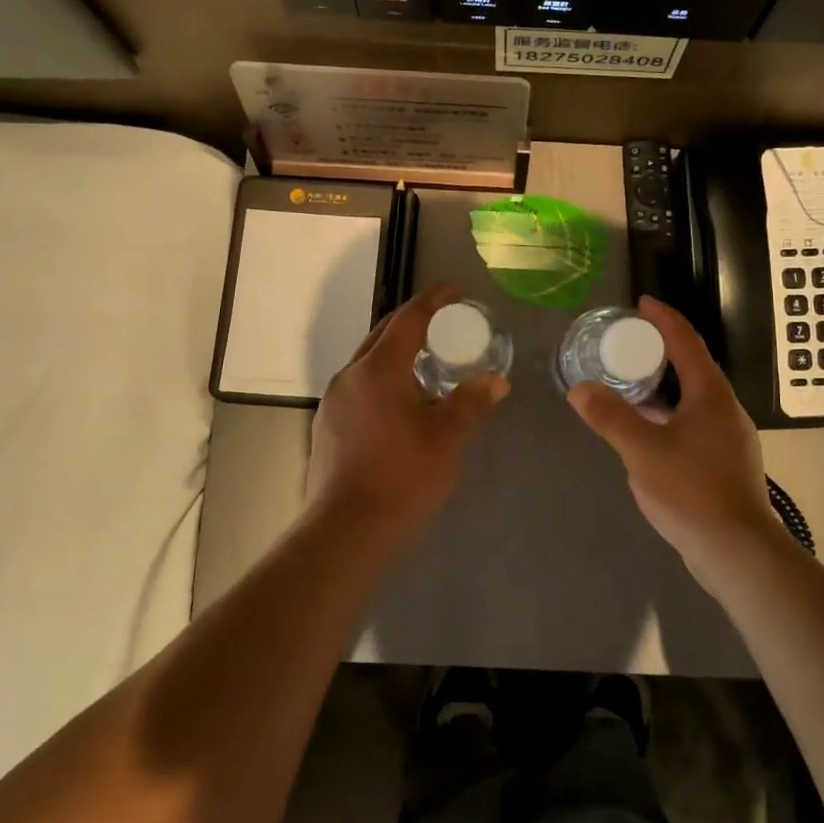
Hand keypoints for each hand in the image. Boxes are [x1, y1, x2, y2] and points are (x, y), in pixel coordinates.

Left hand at [307, 283, 509, 540]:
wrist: (345, 531)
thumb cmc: (402, 477)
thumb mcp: (446, 438)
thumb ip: (470, 403)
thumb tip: (495, 381)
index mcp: (378, 369)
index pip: (408, 319)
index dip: (433, 301)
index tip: (455, 291)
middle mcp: (350, 375)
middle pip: (384, 335)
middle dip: (415, 323)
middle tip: (446, 324)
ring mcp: (334, 400)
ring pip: (369, 362)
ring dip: (398, 353)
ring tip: (429, 363)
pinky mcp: (328, 425)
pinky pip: (361, 386)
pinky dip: (384, 379)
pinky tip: (403, 401)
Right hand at [566, 296, 784, 572]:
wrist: (738, 551)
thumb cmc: (692, 491)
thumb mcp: (643, 451)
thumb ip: (610, 417)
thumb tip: (579, 389)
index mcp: (711, 394)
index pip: (686, 341)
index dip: (664, 318)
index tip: (641, 303)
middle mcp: (726, 409)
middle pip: (692, 366)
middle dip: (661, 350)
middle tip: (626, 344)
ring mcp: (729, 437)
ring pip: (693, 398)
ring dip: (664, 385)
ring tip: (630, 384)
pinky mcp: (726, 462)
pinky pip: (694, 422)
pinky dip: (669, 413)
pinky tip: (648, 431)